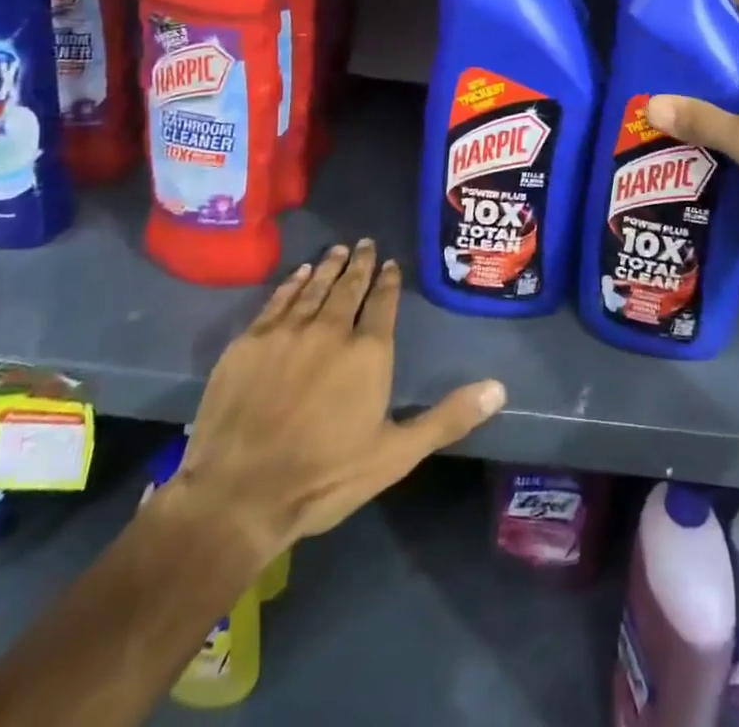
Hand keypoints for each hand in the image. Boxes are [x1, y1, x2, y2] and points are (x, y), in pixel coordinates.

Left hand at [171, 240, 504, 570]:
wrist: (238, 495)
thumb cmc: (324, 477)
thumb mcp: (396, 455)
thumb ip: (448, 417)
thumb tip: (500, 388)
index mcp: (369, 352)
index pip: (383, 302)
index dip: (388, 281)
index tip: (390, 264)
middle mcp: (331, 329)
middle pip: (349, 286)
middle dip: (360, 263)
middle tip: (365, 243)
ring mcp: (287, 331)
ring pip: (315, 287)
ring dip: (329, 266)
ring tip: (338, 249)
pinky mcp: (250, 341)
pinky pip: (278, 299)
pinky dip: (293, 282)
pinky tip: (300, 273)